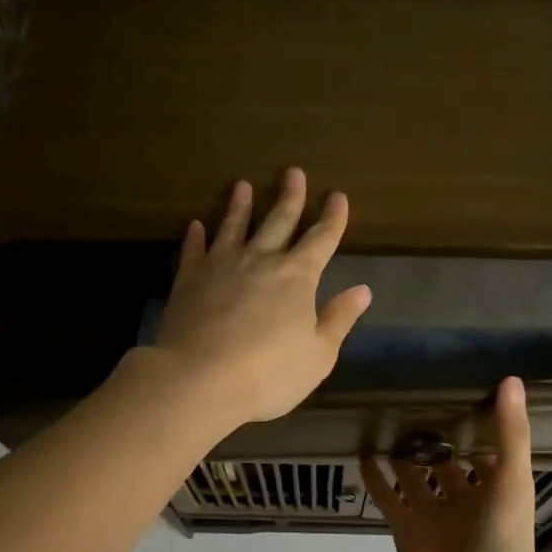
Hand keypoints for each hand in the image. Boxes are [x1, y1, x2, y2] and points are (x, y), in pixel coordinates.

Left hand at [152, 169, 371, 427]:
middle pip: (278, 221)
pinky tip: (195, 225)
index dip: (332, 218)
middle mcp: (260, 260)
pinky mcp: (188, 280)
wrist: (200, 379)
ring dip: (240, 206)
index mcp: (297, 277)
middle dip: (290, 197)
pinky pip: (194, 251)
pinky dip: (195, 236)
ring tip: (242, 186)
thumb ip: (339, 319)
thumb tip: (362, 290)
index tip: (337, 196)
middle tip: (293, 172)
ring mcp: (221, 266)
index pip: (321, 239)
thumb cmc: (270, 372)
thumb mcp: (318, 354)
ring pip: (233, 227)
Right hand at [362, 377, 541, 551]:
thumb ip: (511, 434)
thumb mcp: (512, 483)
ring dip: (402, 452)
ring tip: (383, 417)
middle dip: (434, 434)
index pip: (486, 445)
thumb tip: (511, 380)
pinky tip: (362, 451)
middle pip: (447, 459)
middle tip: (410, 394)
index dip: (475, 419)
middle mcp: (465, 497)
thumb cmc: (502, 545)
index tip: (458, 384)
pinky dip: (375, 477)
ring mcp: (433, 513)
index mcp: (497, 487)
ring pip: (414, 475)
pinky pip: (388, 497)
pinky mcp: (405, 528)